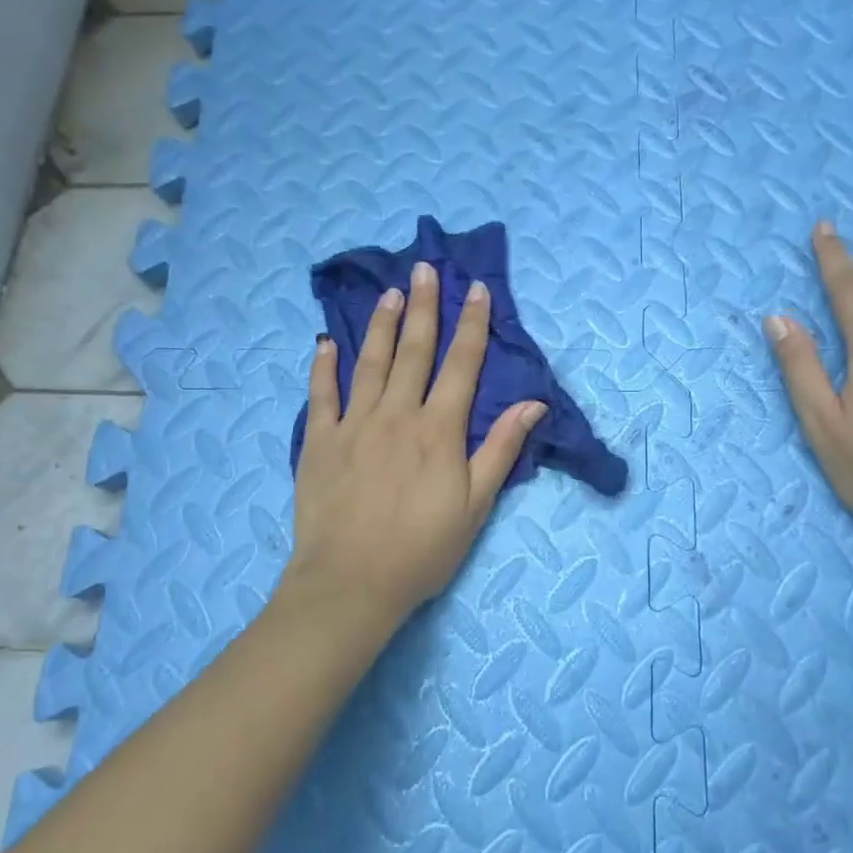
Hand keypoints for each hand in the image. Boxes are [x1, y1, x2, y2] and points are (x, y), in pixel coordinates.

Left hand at [284, 261, 546, 628]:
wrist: (352, 582)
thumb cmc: (423, 548)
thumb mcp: (476, 504)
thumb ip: (501, 448)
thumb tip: (534, 403)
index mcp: (439, 430)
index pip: (462, 365)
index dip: (473, 325)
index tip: (477, 290)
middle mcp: (397, 415)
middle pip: (414, 351)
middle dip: (423, 307)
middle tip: (425, 269)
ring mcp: (354, 424)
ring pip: (369, 362)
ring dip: (380, 324)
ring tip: (388, 292)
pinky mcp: (319, 441)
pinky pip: (321, 394)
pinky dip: (323, 366)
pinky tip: (325, 343)